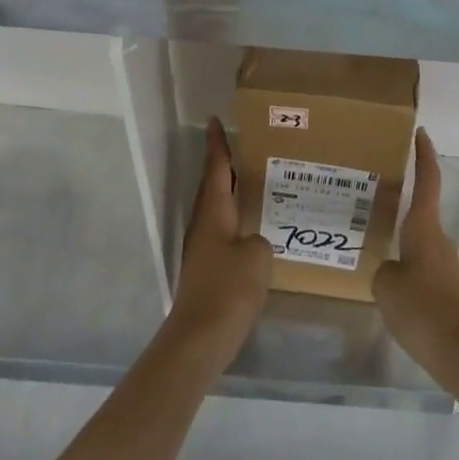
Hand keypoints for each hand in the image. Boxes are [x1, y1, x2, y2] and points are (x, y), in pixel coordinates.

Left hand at [167, 119, 272, 353]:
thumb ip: (259, 239)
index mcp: (214, 213)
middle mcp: (203, 225)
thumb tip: (253, 241)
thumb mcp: (258, 256)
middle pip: (212, 186)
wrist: (198, 339)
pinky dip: (233, 218)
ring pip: (216, 208)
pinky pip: (221, 230)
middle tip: (242, 146)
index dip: (217, 144)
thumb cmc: (228, 290)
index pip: (216, 168)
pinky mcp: (206, 269)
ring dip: (229, 191)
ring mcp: (202, 248)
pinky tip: (251, 227)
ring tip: (252, 182)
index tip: (214, 120)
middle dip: (223, 165)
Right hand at [374, 129, 458, 381]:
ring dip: (399, 231)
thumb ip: (382, 270)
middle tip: (371, 190)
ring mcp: (443, 262)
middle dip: (401, 197)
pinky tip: (385, 276)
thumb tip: (388, 269)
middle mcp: (437, 237)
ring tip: (369, 235)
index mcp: (424, 226)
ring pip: (417, 237)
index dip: (423, 154)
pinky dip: (403, 258)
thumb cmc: (422, 308)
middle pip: (421, 207)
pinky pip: (419, 261)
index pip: (427, 179)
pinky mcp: (444, 286)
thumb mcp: (386, 285)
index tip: (420, 132)